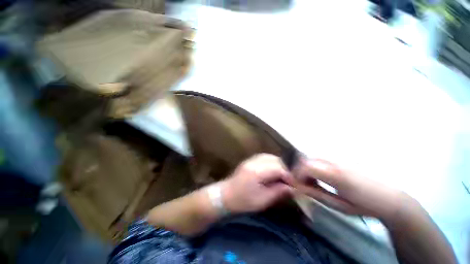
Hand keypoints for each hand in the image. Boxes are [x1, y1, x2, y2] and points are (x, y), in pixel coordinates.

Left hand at [220, 154, 293, 213]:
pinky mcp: (249, 160)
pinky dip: (271, 162)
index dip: (289, 175)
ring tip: (282, 175)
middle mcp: (254, 162)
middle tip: (289, 180)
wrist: (224, 196)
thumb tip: (292, 188)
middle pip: (275, 160)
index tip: (295, 184)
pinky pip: (264, 157)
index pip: (278, 168)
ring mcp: (251, 159)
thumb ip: (278, 192)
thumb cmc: (242, 201)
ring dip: (278, 164)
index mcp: (257, 171)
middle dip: (285, 168)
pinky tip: (273, 170)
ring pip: (270, 157)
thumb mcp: (262, 201)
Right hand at [292, 157, 404, 219]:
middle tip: (303, 184)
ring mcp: (339, 158)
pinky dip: (315, 167)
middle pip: (307, 160)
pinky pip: (321, 159)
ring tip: (312, 182)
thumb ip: (316, 194)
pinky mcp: (342, 159)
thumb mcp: (338, 205)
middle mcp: (335, 162)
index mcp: (335, 175)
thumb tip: (298, 188)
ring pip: (313, 158)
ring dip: (307, 169)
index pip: (306, 167)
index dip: (297, 175)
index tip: (297, 185)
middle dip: (300, 171)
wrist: (390, 199)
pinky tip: (322, 177)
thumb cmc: (365, 206)